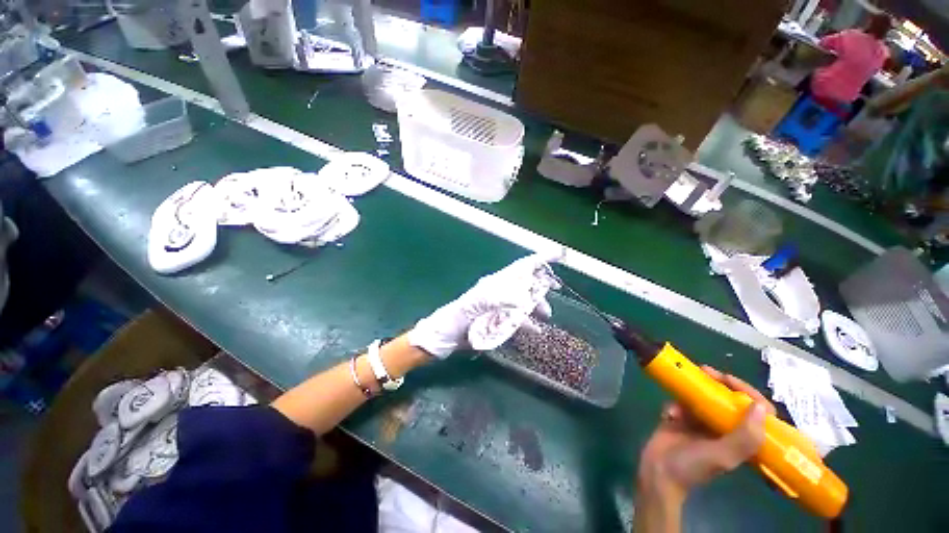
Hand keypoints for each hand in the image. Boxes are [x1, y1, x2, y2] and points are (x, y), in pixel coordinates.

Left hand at [407, 252, 561, 357]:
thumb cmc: (457, 317)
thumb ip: (498, 299)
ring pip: (523, 302)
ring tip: (546, 317)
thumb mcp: (475, 305)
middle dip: (541, 286)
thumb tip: (524, 300)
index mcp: (495, 283)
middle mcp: (499, 291)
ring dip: (536, 306)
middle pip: (525, 283)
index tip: (559, 254)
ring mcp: (499, 306)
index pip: (521, 267)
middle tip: (555, 291)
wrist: (444, 337)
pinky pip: (517, 319)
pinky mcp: (497, 320)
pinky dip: (527, 323)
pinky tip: (535, 331)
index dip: (540, 259)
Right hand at [637, 366, 772, 499]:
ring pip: (704, 397)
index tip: (730, 380)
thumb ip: (744, 437)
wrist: (658, 471)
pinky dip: (675, 403)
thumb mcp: (722, 456)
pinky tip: (669, 412)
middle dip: (718, 383)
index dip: (748, 394)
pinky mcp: (680, 419)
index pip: (756, 413)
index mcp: (741, 439)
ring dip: (694, 389)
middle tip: (705, 370)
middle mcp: (724, 429)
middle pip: (729, 400)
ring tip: (684, 380)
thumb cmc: (693, 467)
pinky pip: (680, 403)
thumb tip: (759, 407)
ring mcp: (700, 423)